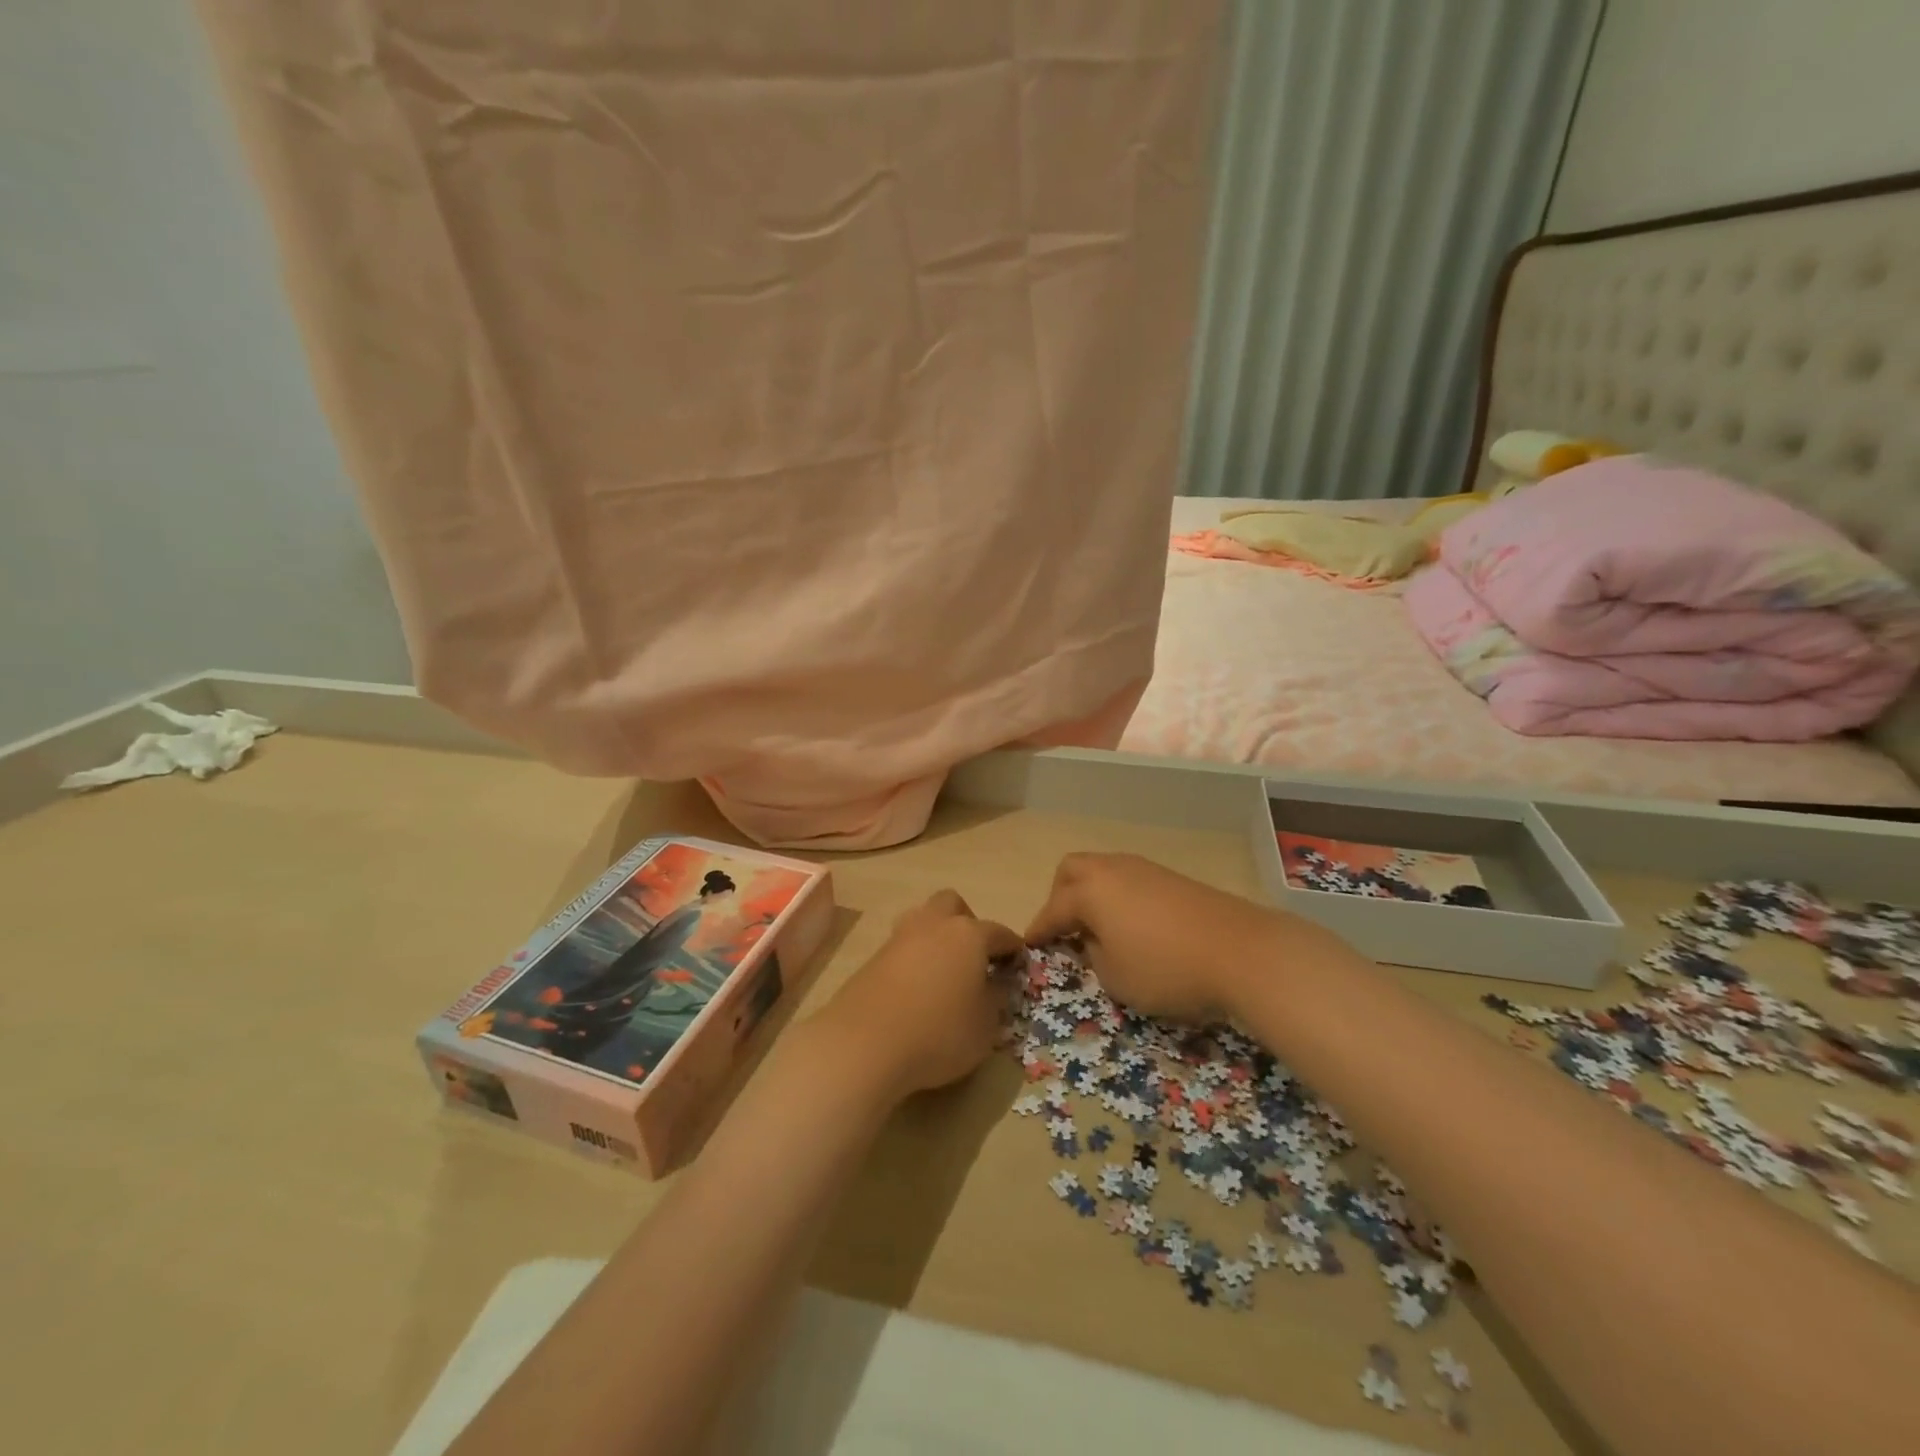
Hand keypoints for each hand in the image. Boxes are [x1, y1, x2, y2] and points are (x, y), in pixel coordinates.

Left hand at [813, 890, 1022, 1100]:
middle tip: (974, 957)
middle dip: (968, 922)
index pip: (999, 932)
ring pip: (922, 919)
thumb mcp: (985, 1026)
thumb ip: (996, 1000)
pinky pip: (903, 947)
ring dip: (936, 936)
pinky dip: (914, 958)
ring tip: (943, 971)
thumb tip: (996, 984)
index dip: (1012, 948)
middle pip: (953, 904)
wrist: (865, 1043)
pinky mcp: (873, 957)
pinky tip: (917, 988)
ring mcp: (899, 938)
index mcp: (968, 934)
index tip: (1018, 963)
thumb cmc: (939, 1033)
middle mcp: (934, 925)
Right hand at [1025, 852, 1326, 1022]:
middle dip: (1061, 896)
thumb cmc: (1167, 969)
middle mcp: (1113, 869)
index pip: (1053, 909)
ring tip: (1099, 929)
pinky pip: (1130, 880)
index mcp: (1090, 891)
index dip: (1038, 930)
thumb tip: (1094, 939)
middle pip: (1073, 870)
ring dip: (1092, 894)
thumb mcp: (1116, 978)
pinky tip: (1132, 925)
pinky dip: (1119, 897)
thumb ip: (1093, 956)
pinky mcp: (1173, 879)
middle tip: (1064, 928)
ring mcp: (1146, 869)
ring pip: (1104, 870)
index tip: (1028, 946)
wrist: (1242, 951)